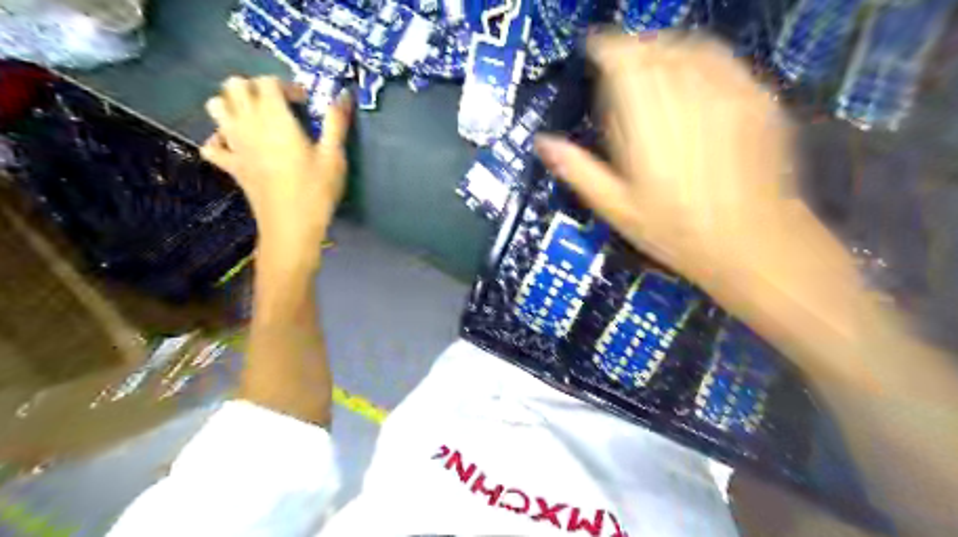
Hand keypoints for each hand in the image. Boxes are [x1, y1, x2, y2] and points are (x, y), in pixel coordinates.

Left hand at [201, 78, 350, 270]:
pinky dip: (220, 139)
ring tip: (258, 120)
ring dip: (233, 105)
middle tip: (280, 106)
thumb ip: (335, 122)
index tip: (305, 103)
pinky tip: (238, 146)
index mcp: (274, 118)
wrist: (291, 226)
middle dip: (256, 88)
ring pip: (216, 107)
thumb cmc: (316, 190)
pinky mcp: (230, 166)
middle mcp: (247, 124)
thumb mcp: (333, 156)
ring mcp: (233, 145)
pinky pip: (211, 145)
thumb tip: (343, 95)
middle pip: (235, 85)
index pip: (267, 81)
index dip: (286, 85)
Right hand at [536, 32, 797, 292]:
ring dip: (666, 50)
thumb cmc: (674, 230)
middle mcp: (687, 92)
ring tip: (655, 70)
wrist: (753, 242)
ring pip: (690, 46)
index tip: (594, 52)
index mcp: (645, 117)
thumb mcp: (616, 207)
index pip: (622, 58)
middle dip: (633, 48)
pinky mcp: (759, 96)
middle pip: (655, 46)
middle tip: (620, 65)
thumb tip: (542, 142)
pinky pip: (725, 61)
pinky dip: (701, 61)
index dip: (604, 47)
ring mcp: (729, 90)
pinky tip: (694, 84)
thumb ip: (577, 169)